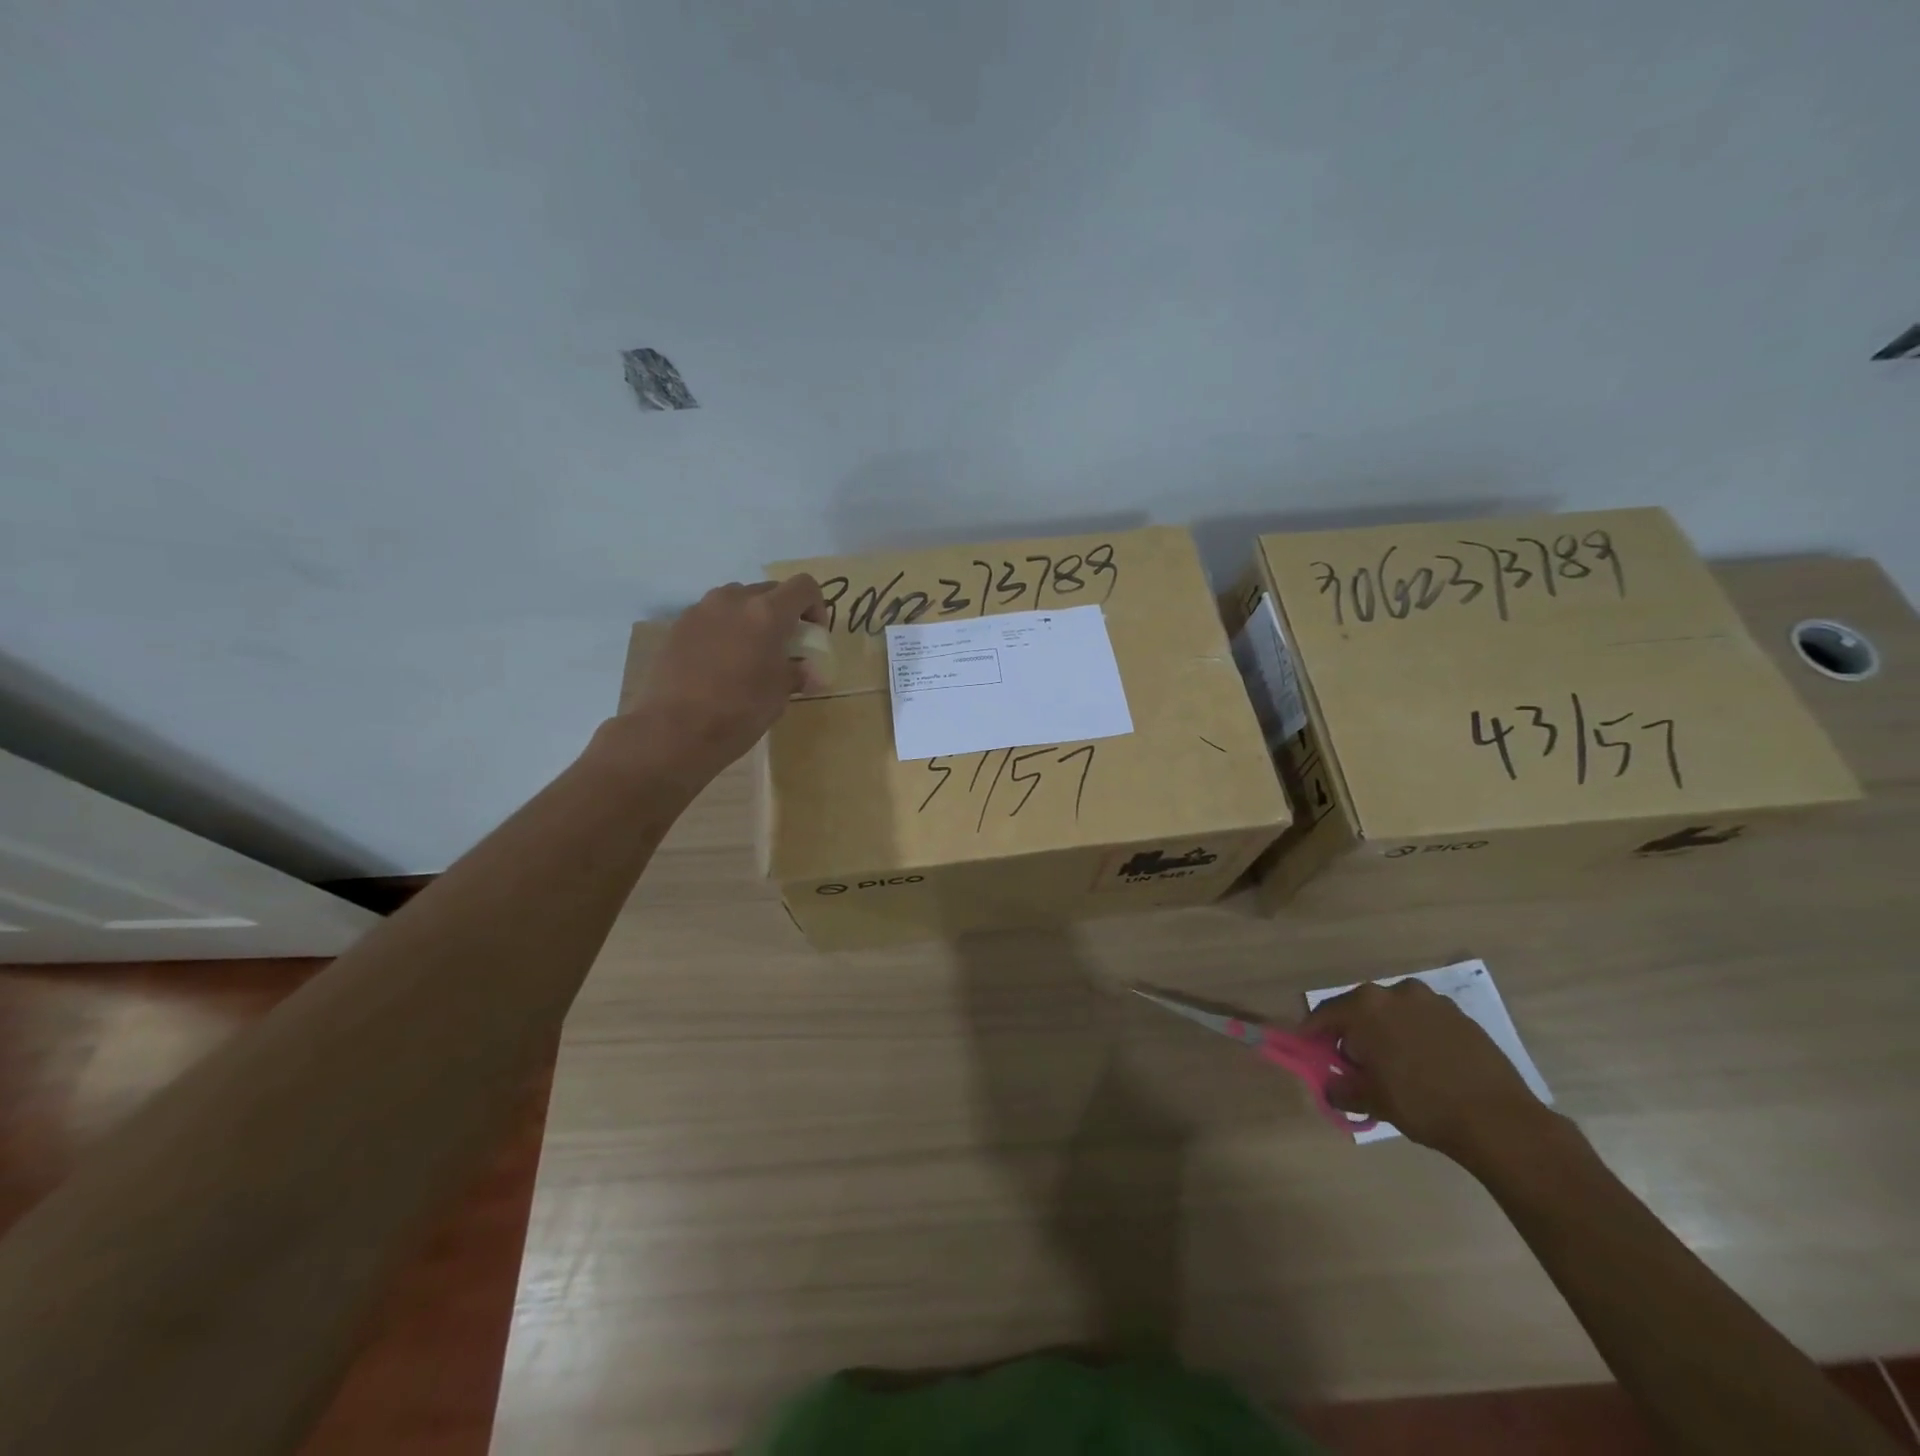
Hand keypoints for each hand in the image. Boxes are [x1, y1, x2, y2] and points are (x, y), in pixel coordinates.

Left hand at [612, 575, 825, 788]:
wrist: (675, 730)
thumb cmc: (739, 712)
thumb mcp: (780, 694)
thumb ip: (797, 672)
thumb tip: (807, 671)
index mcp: (767, 613)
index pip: (804, 586)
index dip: (815, 607)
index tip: (812, 635)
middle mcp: (734, 600)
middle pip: (770, 590)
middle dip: (783, 613)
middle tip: (782, 646)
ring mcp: (702, 609)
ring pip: (738, 599)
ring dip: (751, 617)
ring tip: (749, 652)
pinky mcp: (678, 625)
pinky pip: (711, 616)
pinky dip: (724, 629)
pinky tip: (719, 662)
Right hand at [1302, 978, 1555, 1163]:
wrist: (1500, 1121)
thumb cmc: (1423, 1104)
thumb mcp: (1371, 1100)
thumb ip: (1340, 1088)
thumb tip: (1330, 1086)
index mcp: (1366, 1006)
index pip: (1325, 1015)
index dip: (1312, 1033)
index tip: (1308, 1050)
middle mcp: (1395, 992)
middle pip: (1360, 1009)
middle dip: (1352, 1032)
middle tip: (1353, 1063)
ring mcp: (1431, 1001)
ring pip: (1393, 1013)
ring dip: (1385, 1031)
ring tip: (1392, 1064)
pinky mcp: (1460, 1016)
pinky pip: (1423, 1020)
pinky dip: (1415, 1035)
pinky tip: (1424, 1064)